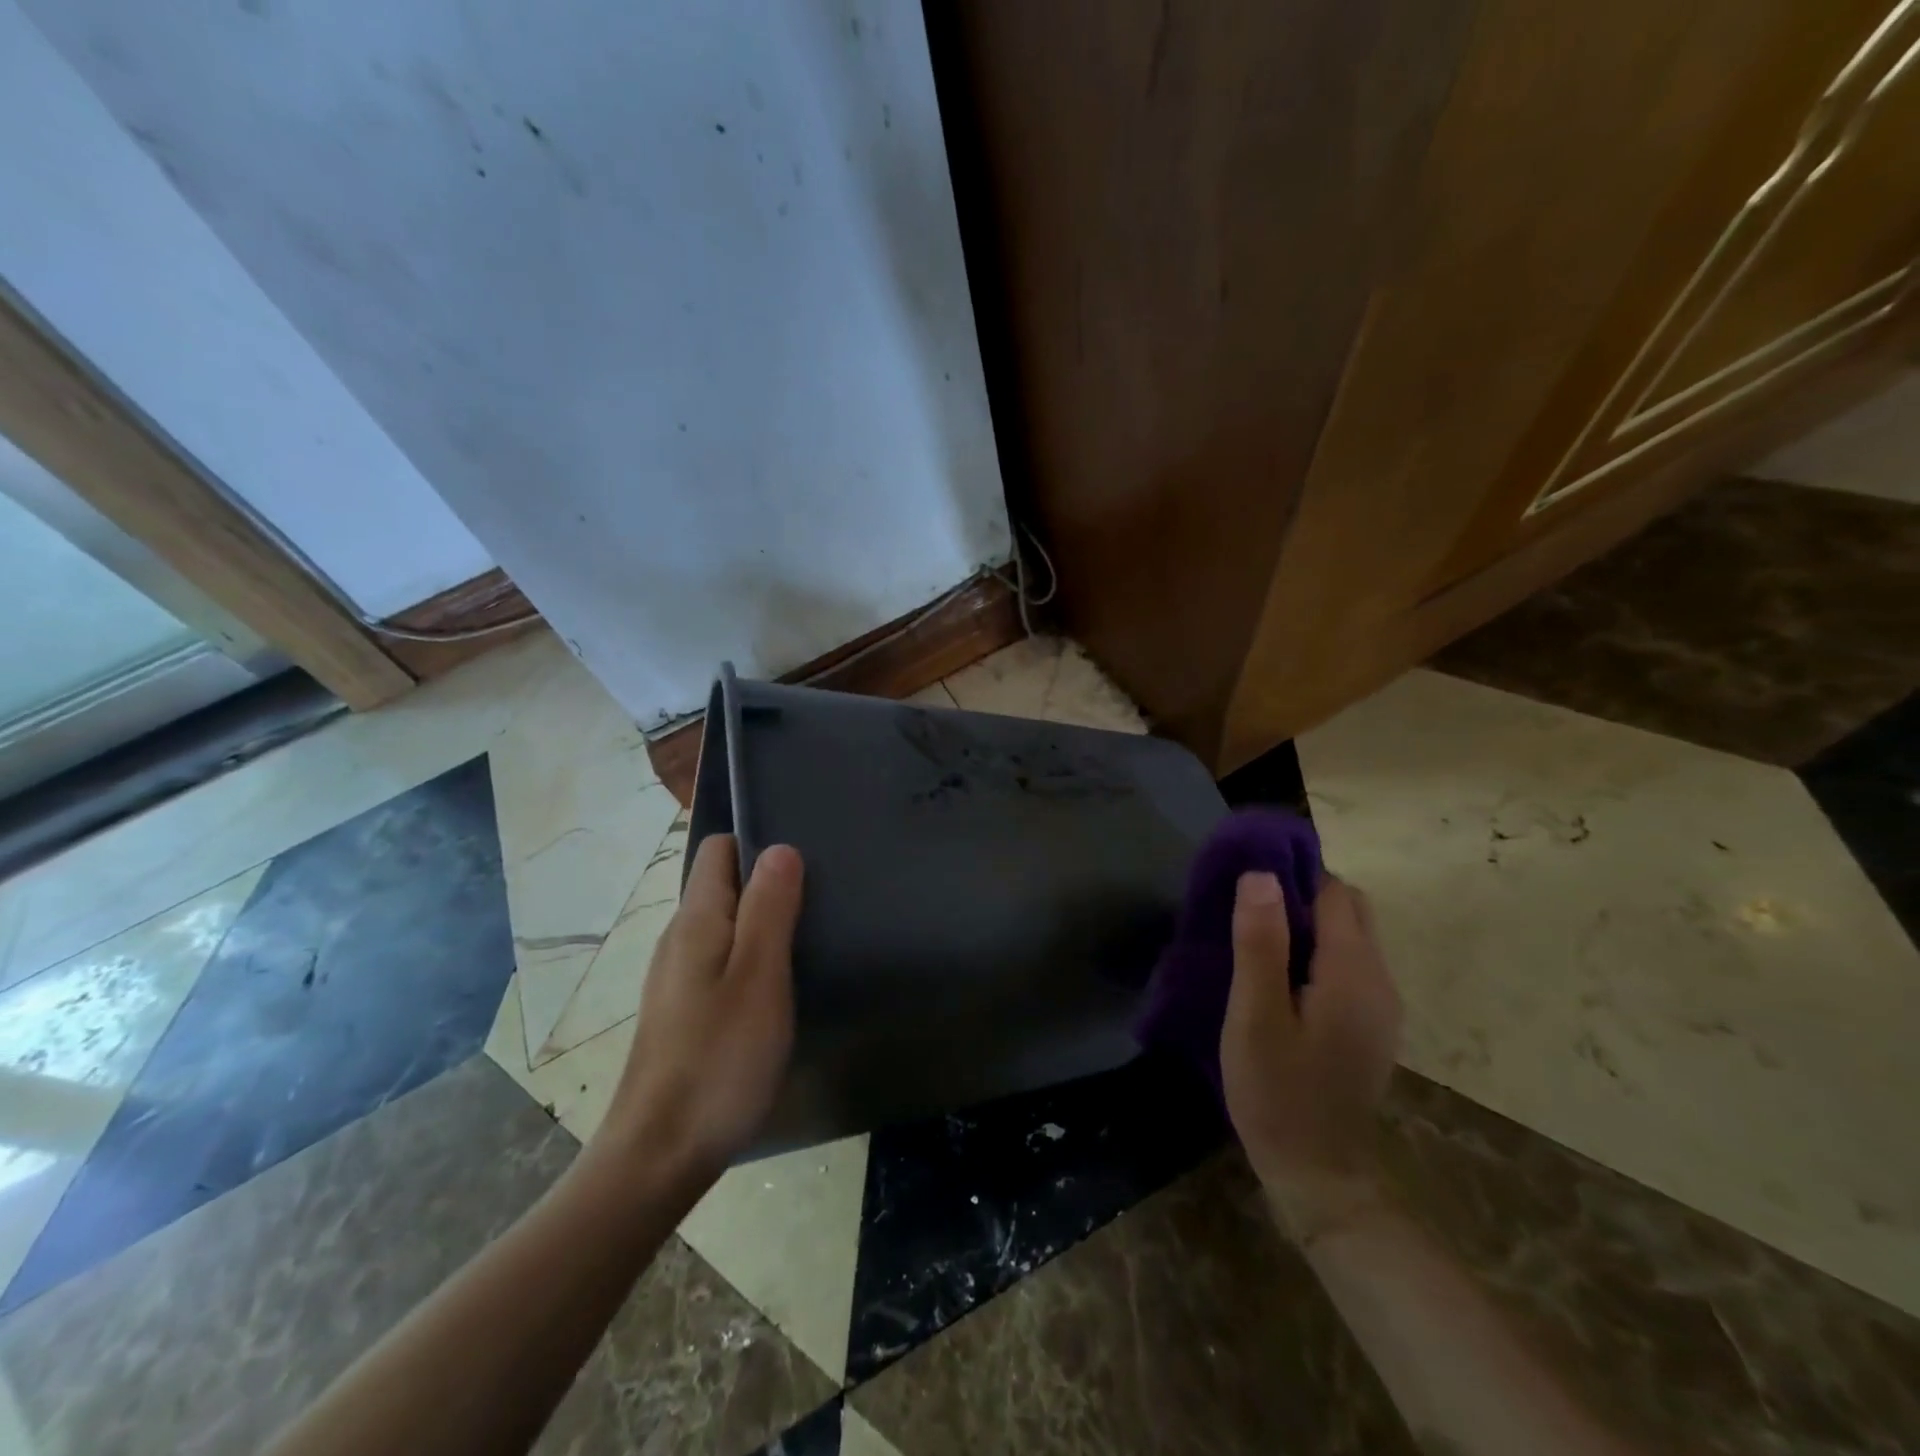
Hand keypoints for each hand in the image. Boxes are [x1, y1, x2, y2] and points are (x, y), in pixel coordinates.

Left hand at [599, 834, 802, 1185]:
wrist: (658, 1156)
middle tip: (821, 900)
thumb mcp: (758, 976)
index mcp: (696, 920)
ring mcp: (678, 978)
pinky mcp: (684, 1012)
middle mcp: (680, 939)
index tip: (806, 861)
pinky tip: (780, 985)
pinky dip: (752, 957)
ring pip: (725, 925)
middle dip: (769, 882)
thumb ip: (769, 908)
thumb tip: (781, 847)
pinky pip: (722, 960)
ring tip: (811, 937)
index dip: (760, 843)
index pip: (719, 849)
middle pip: (724, 884)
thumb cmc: (718, 1059)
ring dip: (764, 922)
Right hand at [1220, 872, 1400, 1242]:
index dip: (1291, 876)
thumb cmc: (1278, 1092)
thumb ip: (1260, 943)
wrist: (1319, 1175)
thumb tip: (1261, 875)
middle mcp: (1380, 979)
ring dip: (1307, 925)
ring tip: (1255, 940)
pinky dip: (1317, 953)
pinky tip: (1279, 978)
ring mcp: (1381, 1005)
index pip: (1333, 891)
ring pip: (1349, 936)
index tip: (1246, 881)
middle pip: (1349, 909)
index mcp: (1353, 972)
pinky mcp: (1371, 1024)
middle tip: (1248, 913)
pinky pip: (1348, 964)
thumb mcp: (1255, 1016)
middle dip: (1301, 896)